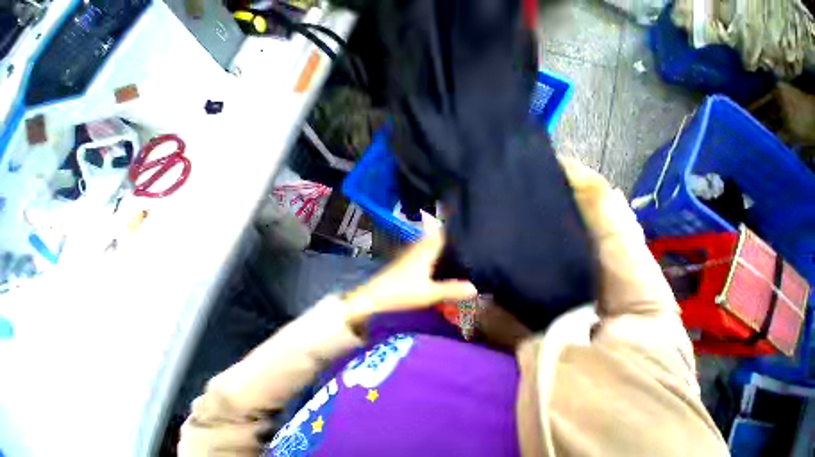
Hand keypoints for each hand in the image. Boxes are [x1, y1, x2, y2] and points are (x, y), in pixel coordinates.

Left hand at [343, 216, 477, 329]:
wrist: (374, 296)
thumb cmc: (402, 292)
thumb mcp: (429, 293)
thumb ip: (451, 289)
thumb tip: (475, 287)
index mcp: (424, 252)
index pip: (437, 233)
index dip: (444, 223)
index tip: (450, 210)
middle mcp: (416, 250)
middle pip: (430, 235)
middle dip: (440, 228)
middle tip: (453, 225)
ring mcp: (407, 255)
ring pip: (423, 242)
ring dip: (432, 237)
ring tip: (445, 237)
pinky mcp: (402, 262)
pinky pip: (418, 249)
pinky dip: (426, 247)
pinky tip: (429, 255)